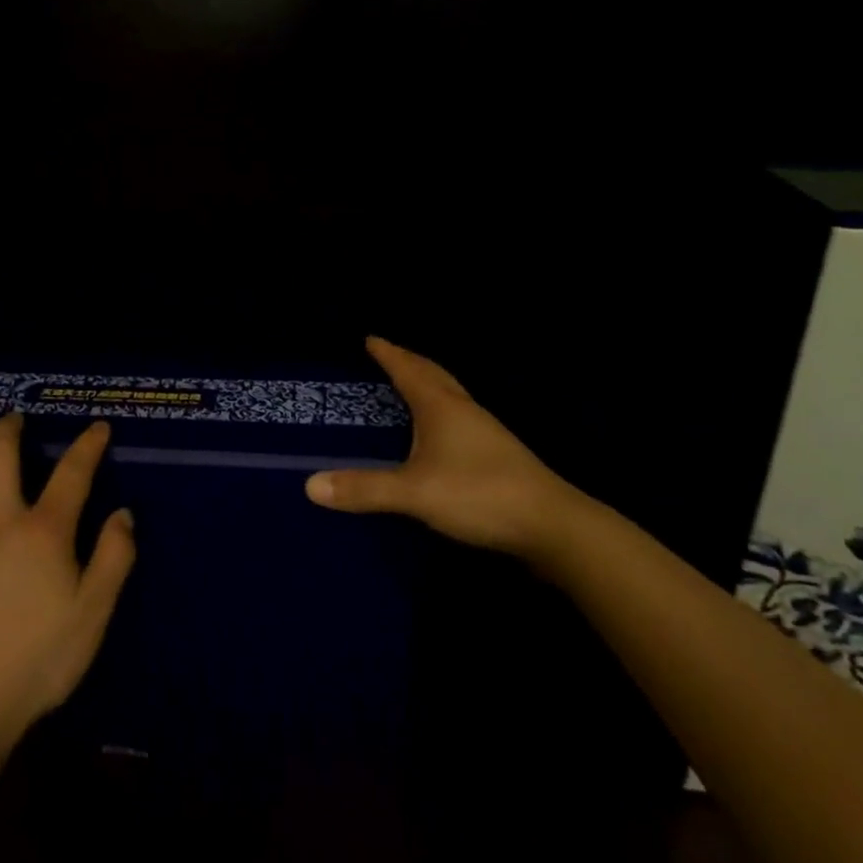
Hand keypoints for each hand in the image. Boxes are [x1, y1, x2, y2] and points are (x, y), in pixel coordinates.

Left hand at [0, 414, 135, 753]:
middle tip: (15, 417)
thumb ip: (113, 558)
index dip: (88, 445)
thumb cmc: (37, 661)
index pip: (72, 472)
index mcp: (43, 531)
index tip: (98, 428)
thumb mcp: (92, 615)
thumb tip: (122, 514)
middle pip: (0, 454)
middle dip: (10, 429)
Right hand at [305, 337, 587, 560]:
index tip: (370, 338)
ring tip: (409, 384)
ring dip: (427, 382)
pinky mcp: (497, 454)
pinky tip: (440, 430)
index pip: (407, 369)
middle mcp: (463, 409)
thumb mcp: (415, 493)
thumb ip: (365, 489)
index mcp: (440, 406)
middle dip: (408, 361)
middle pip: (432, 374)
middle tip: (387, 353)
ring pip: (449, 394)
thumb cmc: (479, 493)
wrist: (552, 525)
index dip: (387, 353)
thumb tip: (310, 484)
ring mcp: (484, 430)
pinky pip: (459, 415)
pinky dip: (441, 407)